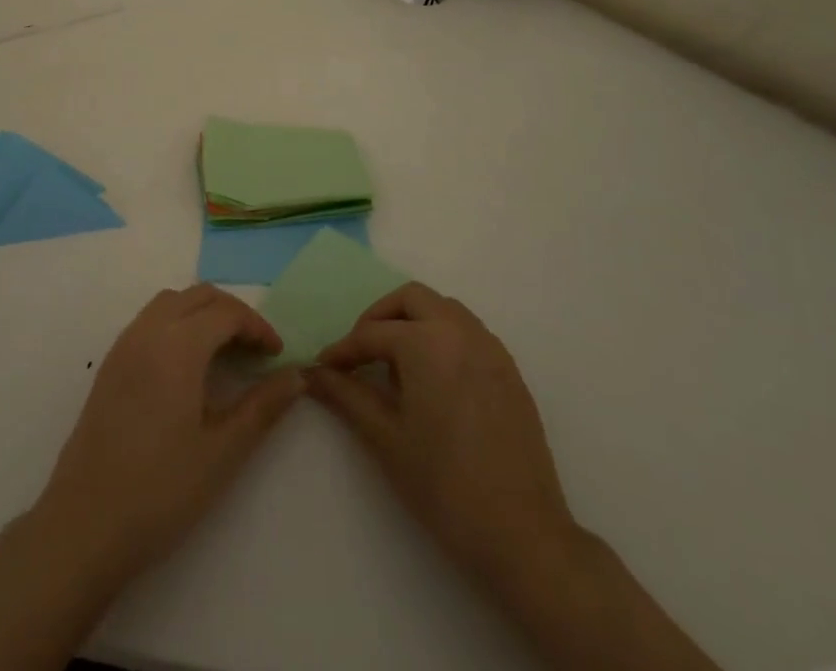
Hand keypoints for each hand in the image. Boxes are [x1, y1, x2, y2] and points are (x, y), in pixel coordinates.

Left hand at [34, 284, 304, 585]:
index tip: (277, 356)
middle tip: (256, 351)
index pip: (227, 312)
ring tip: (225, 354)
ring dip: (203, 314)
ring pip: (172, 303)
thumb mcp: (222, 451)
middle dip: (233, 314)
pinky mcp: (110, 363)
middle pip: (199, 296)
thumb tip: (297, 376)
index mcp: (178, 344)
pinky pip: (150, 321)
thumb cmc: (160, 489)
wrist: (84, 524)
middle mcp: (148, 330)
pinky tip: (187, 367)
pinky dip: (178, 324)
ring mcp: (124, 344)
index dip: (257, 327)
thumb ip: (263, 407)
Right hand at [306, 282, 580, 586]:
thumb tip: (313, 373)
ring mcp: (490, 348)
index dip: (343, 350)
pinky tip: (433, 377)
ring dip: (414, 321)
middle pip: (411, 299)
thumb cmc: (444, 485)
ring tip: (396, 363)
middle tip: (361, 352)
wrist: (522, 536)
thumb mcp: (385, 438)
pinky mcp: (509, 370)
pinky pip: (468, 332)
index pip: (371, 334)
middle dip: (380, 317)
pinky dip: (443, 336)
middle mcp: (460, 331)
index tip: (324, 367)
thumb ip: (347, 395)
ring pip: (443, 309)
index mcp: (426, 342)